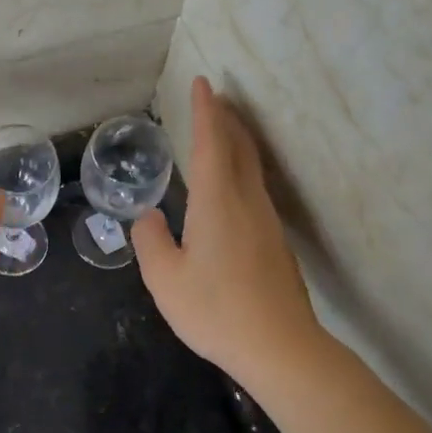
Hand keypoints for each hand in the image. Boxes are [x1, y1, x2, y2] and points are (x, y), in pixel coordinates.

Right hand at [132, 77, 325, 378]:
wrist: (282, 349)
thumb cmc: (217, 311)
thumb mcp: (165, 280)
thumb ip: (151, 242)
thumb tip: (150, 218)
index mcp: (217, 203)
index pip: (211, 144)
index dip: (205, 112)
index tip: (203, 83)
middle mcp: (246, 203)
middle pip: (239, 148)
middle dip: (226, 119)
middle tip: (215, 98)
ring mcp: (266, 223)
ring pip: (251, 169)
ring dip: (237, 143)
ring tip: (223, 132)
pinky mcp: (276, 244)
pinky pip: (255, 190)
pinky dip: (242, 170)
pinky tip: (231, 188)